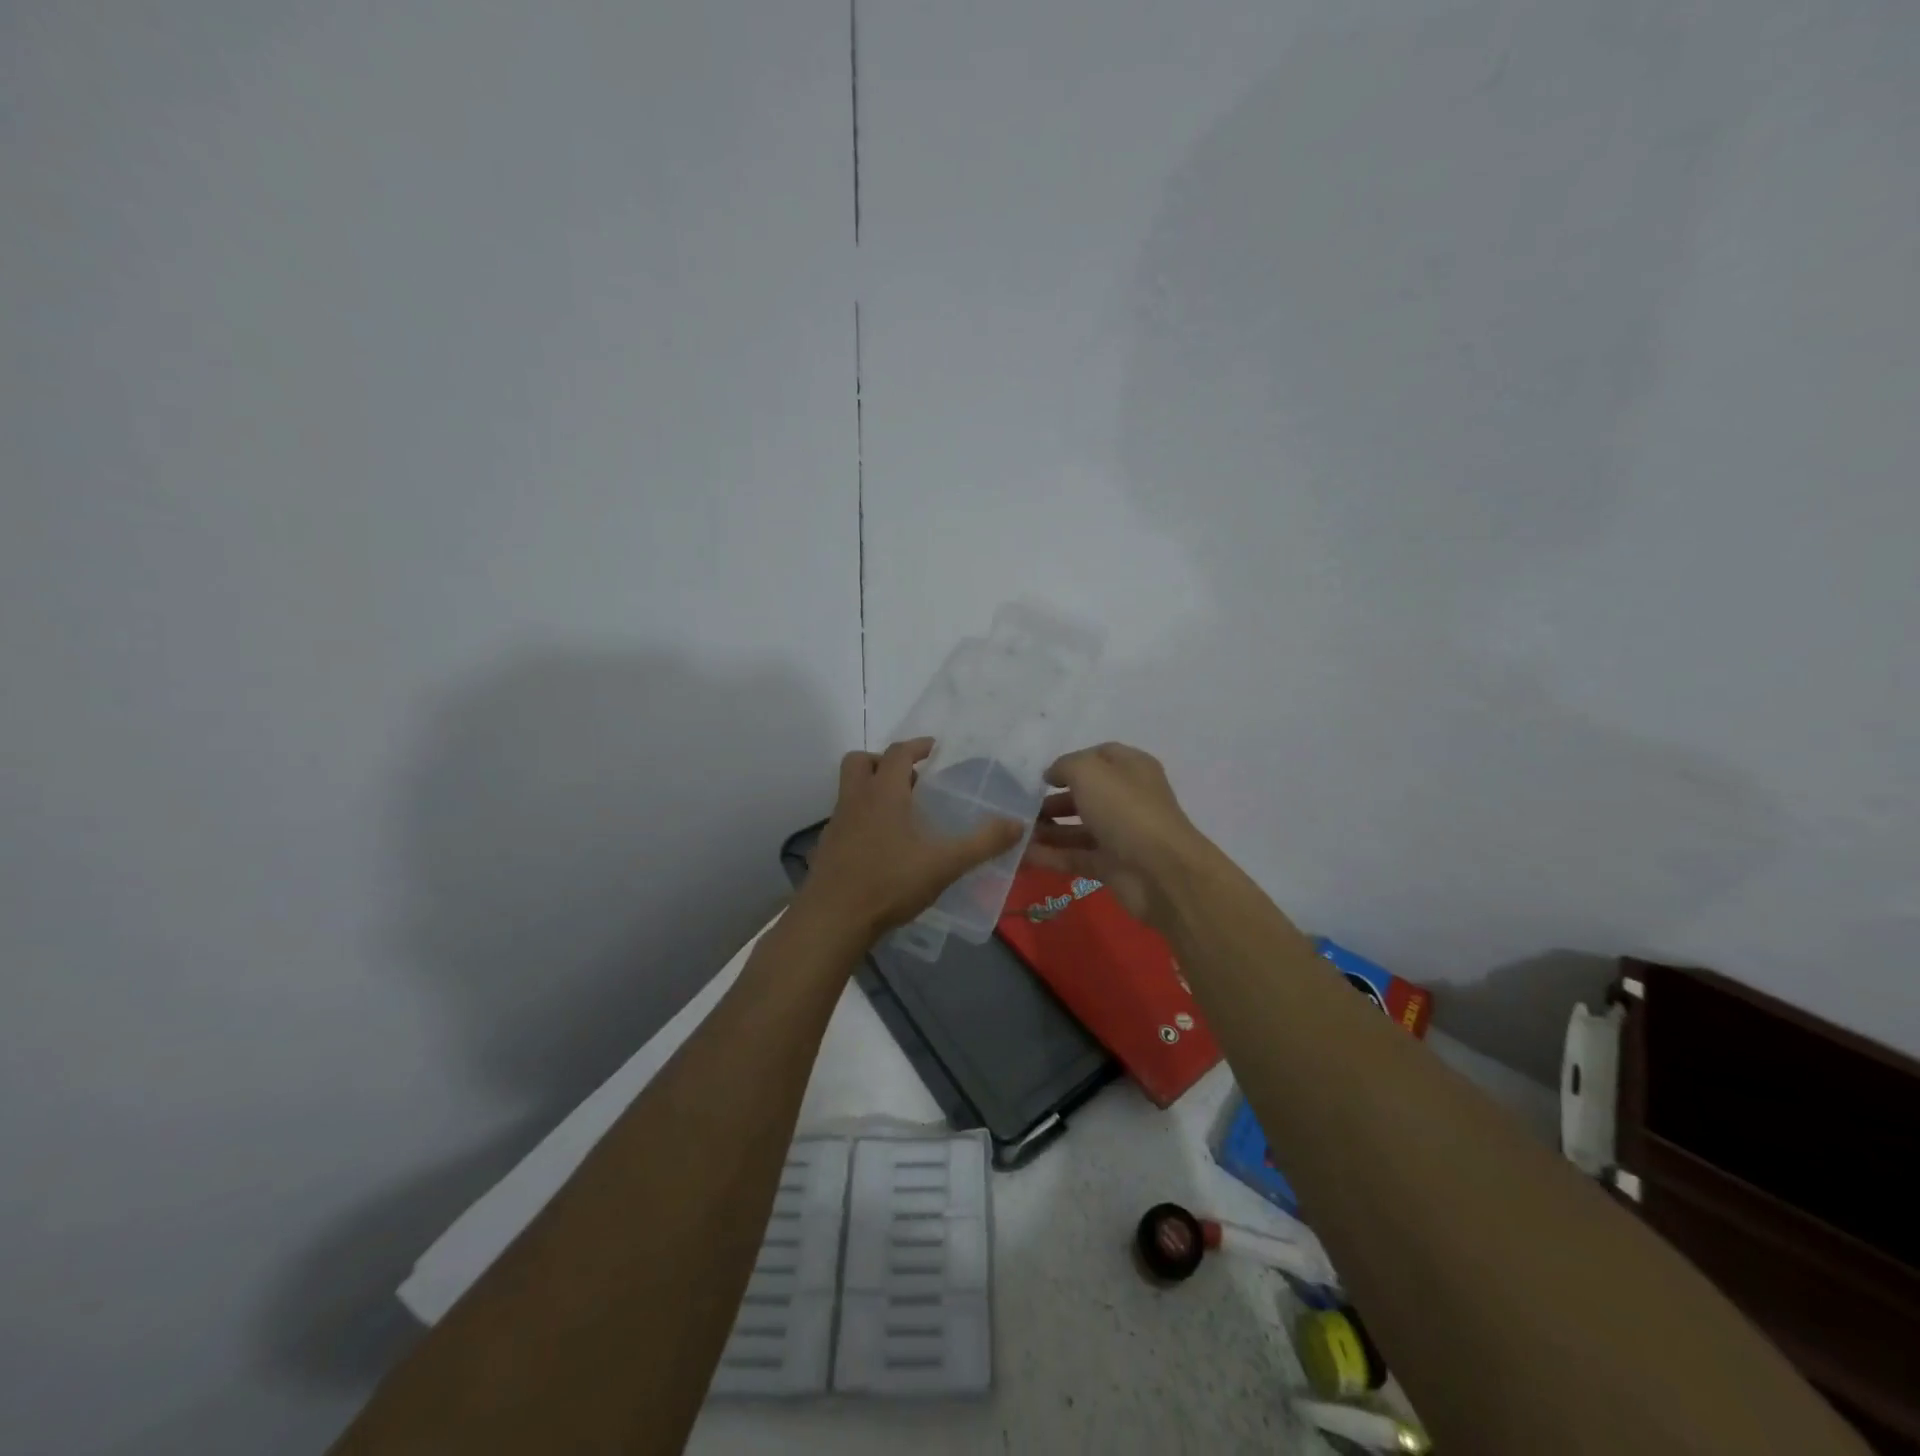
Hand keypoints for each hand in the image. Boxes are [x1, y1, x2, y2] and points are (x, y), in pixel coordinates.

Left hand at [801, 738, 1024, 939]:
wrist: (833, 920)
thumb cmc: (889, 883)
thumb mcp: (945, 864)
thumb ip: (982, 843)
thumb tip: (1017, 825)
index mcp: (883, 793)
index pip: (897, 753)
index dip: (917, 746)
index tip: (934, 749)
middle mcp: (856, 800)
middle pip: (861, 762)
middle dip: (884, 762)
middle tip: (910, 779)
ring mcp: (836, 824)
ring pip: (850, 790)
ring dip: (872, 790)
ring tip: (901, 814)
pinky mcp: (827, 848)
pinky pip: (845, 819)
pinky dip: (863, 820)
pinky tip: (882, 847)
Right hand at [1025, 742, 1209, 928]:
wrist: (1160, 872)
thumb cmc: (1125, 810)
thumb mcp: (1089, 772)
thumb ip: (1065, 766)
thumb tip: (1052, 775)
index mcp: (1131, 769)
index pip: (1099, 756)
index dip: (1070, 762)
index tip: (1041, 777)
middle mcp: (1127, 799)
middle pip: (1086, 795)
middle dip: (1053, 800)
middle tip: (1022, 808)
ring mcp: (1120, 835)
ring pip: (1078, 828)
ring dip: (1047, 830)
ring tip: (1016, 832)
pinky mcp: (1111, 866)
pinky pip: (1075, 857)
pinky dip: (1050, 856)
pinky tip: (1021, 855)